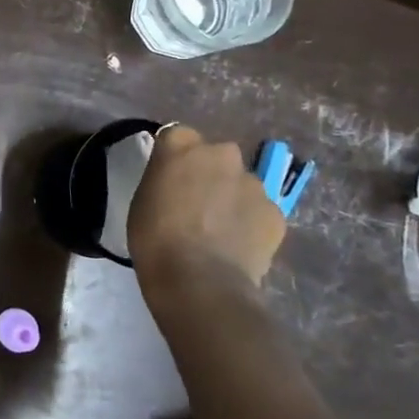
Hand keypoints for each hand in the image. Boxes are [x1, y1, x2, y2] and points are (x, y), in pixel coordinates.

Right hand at [128, 125, 284, 313]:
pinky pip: (259, 211)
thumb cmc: (155, 239)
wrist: (199, 282)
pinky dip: (251, 223)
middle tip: (197, 204)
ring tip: (220, 231)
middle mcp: (221, 154)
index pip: (177, 136)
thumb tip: (176, 184)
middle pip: (215, 156)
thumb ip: (163, 180)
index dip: (175, 158)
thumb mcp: (143, 200)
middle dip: (209, 173)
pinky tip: (238, 246)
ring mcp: (253, 182)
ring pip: (241, 183)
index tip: (169, 179)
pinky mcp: (275, 212)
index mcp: (181, 145)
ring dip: (232, 198)